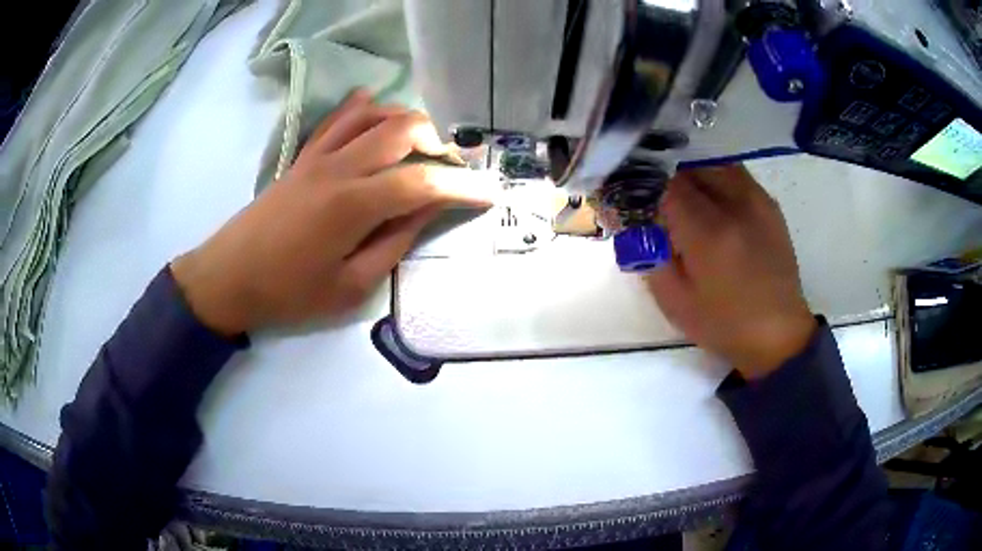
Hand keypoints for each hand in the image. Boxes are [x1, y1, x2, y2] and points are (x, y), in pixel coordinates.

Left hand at [170, 90, 494, 335]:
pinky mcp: (303, 156)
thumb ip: (394, 242)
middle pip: (402, 129)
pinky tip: (376, 110)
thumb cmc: (289, 293)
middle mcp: (339, 167)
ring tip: (424, 143)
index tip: (489, 193)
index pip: (422, 183)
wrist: (229, 277)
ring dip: (406, 120)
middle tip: (454, 167)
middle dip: (440, 141)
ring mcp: (318, 156)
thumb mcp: (350, 286)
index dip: (461, 187)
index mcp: (353, 204)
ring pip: (372, 114)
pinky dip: (363, 108)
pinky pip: (337, 119)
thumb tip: (428, 209)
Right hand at [645, 165, 815, 378]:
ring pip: (711, 163)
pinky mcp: (768, 203)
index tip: (631, 197)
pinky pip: (733, 173)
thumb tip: (634, 219)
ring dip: (690, 174)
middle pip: (688, 167)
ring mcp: (756, 199)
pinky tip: (710, 201)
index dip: (643, 186)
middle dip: (664, 178)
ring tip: (682, 197)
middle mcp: (734, 204)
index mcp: (708, 233)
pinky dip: (714, 178)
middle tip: (654, 198)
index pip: (665, 185)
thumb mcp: (674, 301)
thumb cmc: (724, 324)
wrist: (778, 333)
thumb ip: (649, 254)